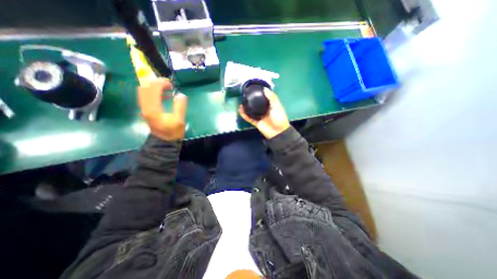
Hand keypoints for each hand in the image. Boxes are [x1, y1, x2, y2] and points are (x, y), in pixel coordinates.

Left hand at [138, 77, 187, 140]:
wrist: (164, 142)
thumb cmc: (172, 132)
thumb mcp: (179, 120)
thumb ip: (180, 107)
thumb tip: (181, 95)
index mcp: (153, 109)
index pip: (152, 89)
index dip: (160, 83)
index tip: (171, 84)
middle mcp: (145, 106)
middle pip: (145, 88)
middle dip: (156, 83)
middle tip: (168, 85)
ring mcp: (144, 108)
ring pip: (144, 91)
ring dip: (154, 87)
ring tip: (167, 89)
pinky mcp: (146, 110)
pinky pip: (146, 96)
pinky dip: (154, 92)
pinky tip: (164, 96)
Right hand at [239, 87, 289, 138]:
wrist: (278, 132)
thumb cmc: (279, 117)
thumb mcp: (277, 106)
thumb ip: (271, 97)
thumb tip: (264, 89)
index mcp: (270, 105)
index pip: (264, 98)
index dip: (259, 93)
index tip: (254, 88)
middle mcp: (264, 110)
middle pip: (256, 104)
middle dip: (251, 100)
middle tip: (245, 95)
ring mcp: (259, 116)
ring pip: (251, 111)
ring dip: (246, 107)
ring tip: (241, 101)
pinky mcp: (256, 122)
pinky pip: (249, 118)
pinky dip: (244, 114)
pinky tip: (240, 109)